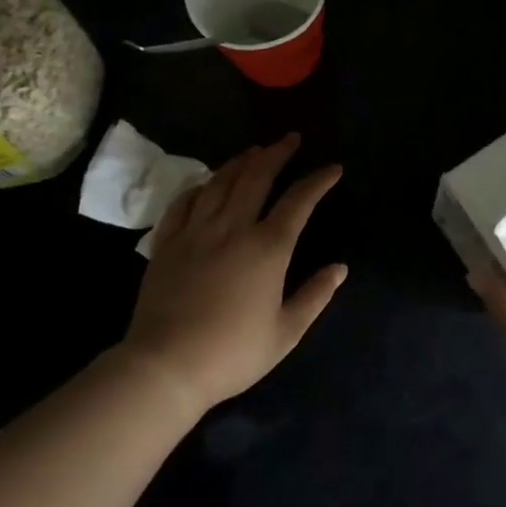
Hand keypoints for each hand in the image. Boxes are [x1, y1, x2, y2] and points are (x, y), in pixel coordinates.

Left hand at [125, 132, 345, 412]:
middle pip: (256, 177)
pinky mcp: (167, 244)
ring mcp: (196, 232)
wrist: (165, 366)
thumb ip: (315, 296)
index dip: (318, 181)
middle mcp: (233, 228)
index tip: (333, 169)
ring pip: (220, 183)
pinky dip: (199, 187)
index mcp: (268, 248)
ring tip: (254, 151)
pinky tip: (207, 184)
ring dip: (240, 162)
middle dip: (277, 153)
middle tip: (291, 140)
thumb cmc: (233, 352)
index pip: (298, 201)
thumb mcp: (286, 332)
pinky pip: (183, 203)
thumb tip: (340, 268)